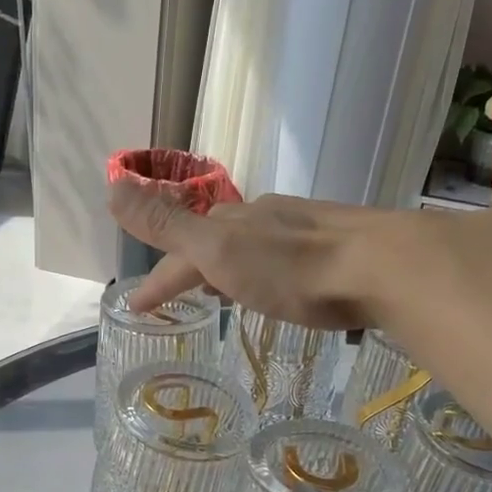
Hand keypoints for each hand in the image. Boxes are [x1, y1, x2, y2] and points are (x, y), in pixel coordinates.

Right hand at [109, 177, 425, 326]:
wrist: (380, 267)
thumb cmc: (291, 268)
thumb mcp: (218, 250)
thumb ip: (166, 224)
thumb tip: (111, 184)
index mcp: (231, 223)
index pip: (179, 251)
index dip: (156, 280)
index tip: (136, 308)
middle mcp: (262, 219)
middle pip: (214, 241)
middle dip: (190, 265)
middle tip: (177, 294)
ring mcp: (300, 229)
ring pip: (250, 245)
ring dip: (227, 267)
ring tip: (222, 292)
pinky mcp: (333, 246)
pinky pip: (282, 255)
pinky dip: (263, 269)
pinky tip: (277, 284)